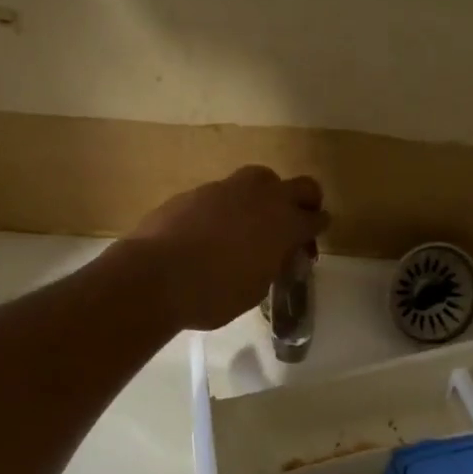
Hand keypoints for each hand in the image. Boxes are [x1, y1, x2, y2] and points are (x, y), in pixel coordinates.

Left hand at [124, 166, 326, 329]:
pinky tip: (216, 228)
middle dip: (305, 202)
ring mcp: (228, 188)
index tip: (311, 241)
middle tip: (296, 221)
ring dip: (266, 196)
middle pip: (301, 186)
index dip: (317, 230)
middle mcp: (263, 198)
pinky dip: (230, 205)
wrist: (156, 276)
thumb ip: (273, 264)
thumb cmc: (213, 294)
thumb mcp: (256, 288)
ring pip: (261, 179)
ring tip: (254, 220)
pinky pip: (225, 191)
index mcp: (285, 225)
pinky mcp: (198, 190)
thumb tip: (274, 255)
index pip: (316, 219)